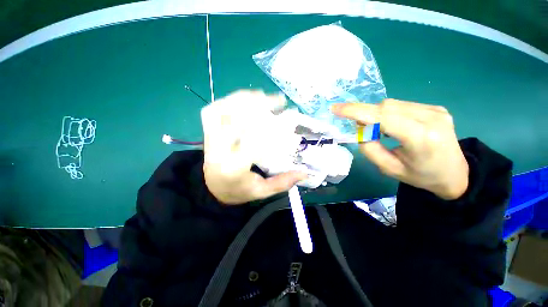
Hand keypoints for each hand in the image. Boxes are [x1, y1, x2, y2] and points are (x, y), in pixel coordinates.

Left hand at [201, 90, 307, 204]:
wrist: (212, 188)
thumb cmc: (238, 190)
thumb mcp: (261, 192)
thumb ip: (282, 183)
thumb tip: (304, 173)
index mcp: (232, 168)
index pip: (252, 143)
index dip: (270, 129)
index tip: (287, 121)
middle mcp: (218, 150)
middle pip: (235, 120)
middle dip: (258, 106)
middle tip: (278, 101)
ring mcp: (209, 139)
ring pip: (222, 110)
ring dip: (243, 99)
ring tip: (263, 96)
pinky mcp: (207, 132)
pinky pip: (213, 110)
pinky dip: (229, 100)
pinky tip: (244, 100)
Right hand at [331, 99, 468, 199]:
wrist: (455, 174)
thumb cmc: (421, 176)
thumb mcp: (389, 168)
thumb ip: (369, 148)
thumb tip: (361, 128)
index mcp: (421, 138)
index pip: (383, 117)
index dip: (356, 111)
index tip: (336, 109)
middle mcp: (431, 118)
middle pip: (386, 107)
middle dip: (366, 115)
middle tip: (362, 130)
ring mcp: (435, 110)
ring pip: (392, 104)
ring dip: (377, 115)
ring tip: (380, 131)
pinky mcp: (435, 108)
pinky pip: (401, 105)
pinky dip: (389, 114)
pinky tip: (393, 126)